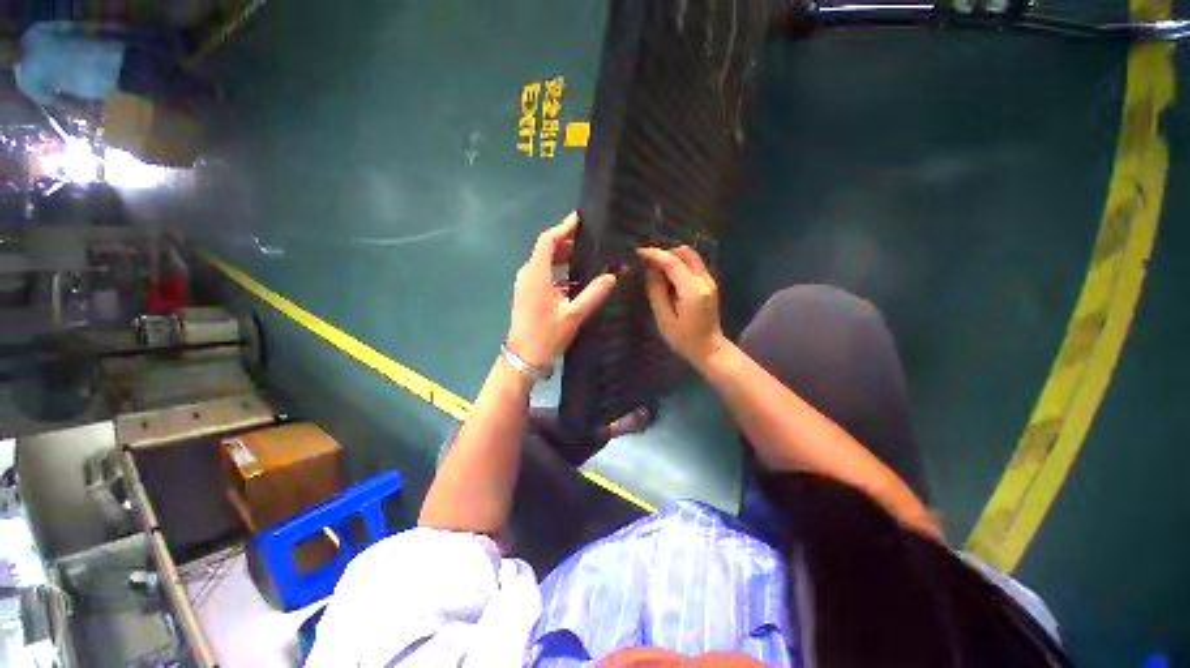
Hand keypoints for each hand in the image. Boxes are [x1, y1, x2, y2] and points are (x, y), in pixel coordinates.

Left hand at [506, 212, 616, 367]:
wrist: (524, 357)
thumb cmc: (547, 335)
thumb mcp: (573, 315)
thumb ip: (593, 294)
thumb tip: (612, 277)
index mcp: (536, 275)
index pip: (547, 241)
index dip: (563, 228)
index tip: (579, 220)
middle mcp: (528, 274)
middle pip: (546, 249)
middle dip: (566, 242)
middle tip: (589, 239)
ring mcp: (526, 284)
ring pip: (545, 262)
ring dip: (563, 256)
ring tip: (586, 256)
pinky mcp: (528, 293)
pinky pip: (544, 274)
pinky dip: (559, 271)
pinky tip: (575, 278)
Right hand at [638, 245, 727, 366]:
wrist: (709, 349)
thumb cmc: (684, 339)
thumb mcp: (664, 318)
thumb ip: (656, 291)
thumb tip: (649, 270)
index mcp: (692, 290)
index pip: (673, 262)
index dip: (655, 254)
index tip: (638, 252)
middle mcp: (704, 280)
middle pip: (686, 253)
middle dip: (665, 253)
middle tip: (648, 262)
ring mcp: (709, 281)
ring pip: (691, 256)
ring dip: (672, 257)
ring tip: (656, 269)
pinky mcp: (709, 284)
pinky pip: (693, 265)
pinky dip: (679, 264)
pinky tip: (667, 276)